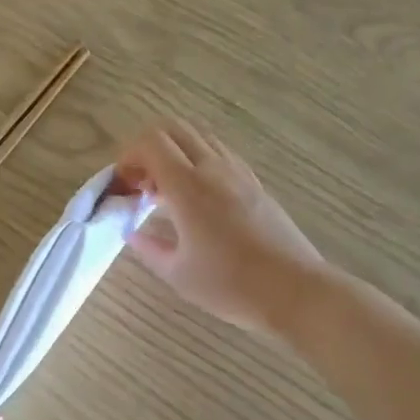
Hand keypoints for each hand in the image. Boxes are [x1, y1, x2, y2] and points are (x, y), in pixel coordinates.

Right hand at [116, 119, 326, 331]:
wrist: (294, 291)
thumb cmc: (230, 285)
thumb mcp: (177, 273)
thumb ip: (148, 247)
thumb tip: (132, 232)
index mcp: (188, 187)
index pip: (151, 142)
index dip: (129, 155)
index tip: (125, 186)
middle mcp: (213, 169)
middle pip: (174, 128)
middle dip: (148, 148)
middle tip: (142, 183)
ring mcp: (239, 173)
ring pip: (199, 137)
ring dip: (175, 153)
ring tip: (167, 192)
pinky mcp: (255, 184)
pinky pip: (219, 154)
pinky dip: (198, 162)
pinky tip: (196, 199)